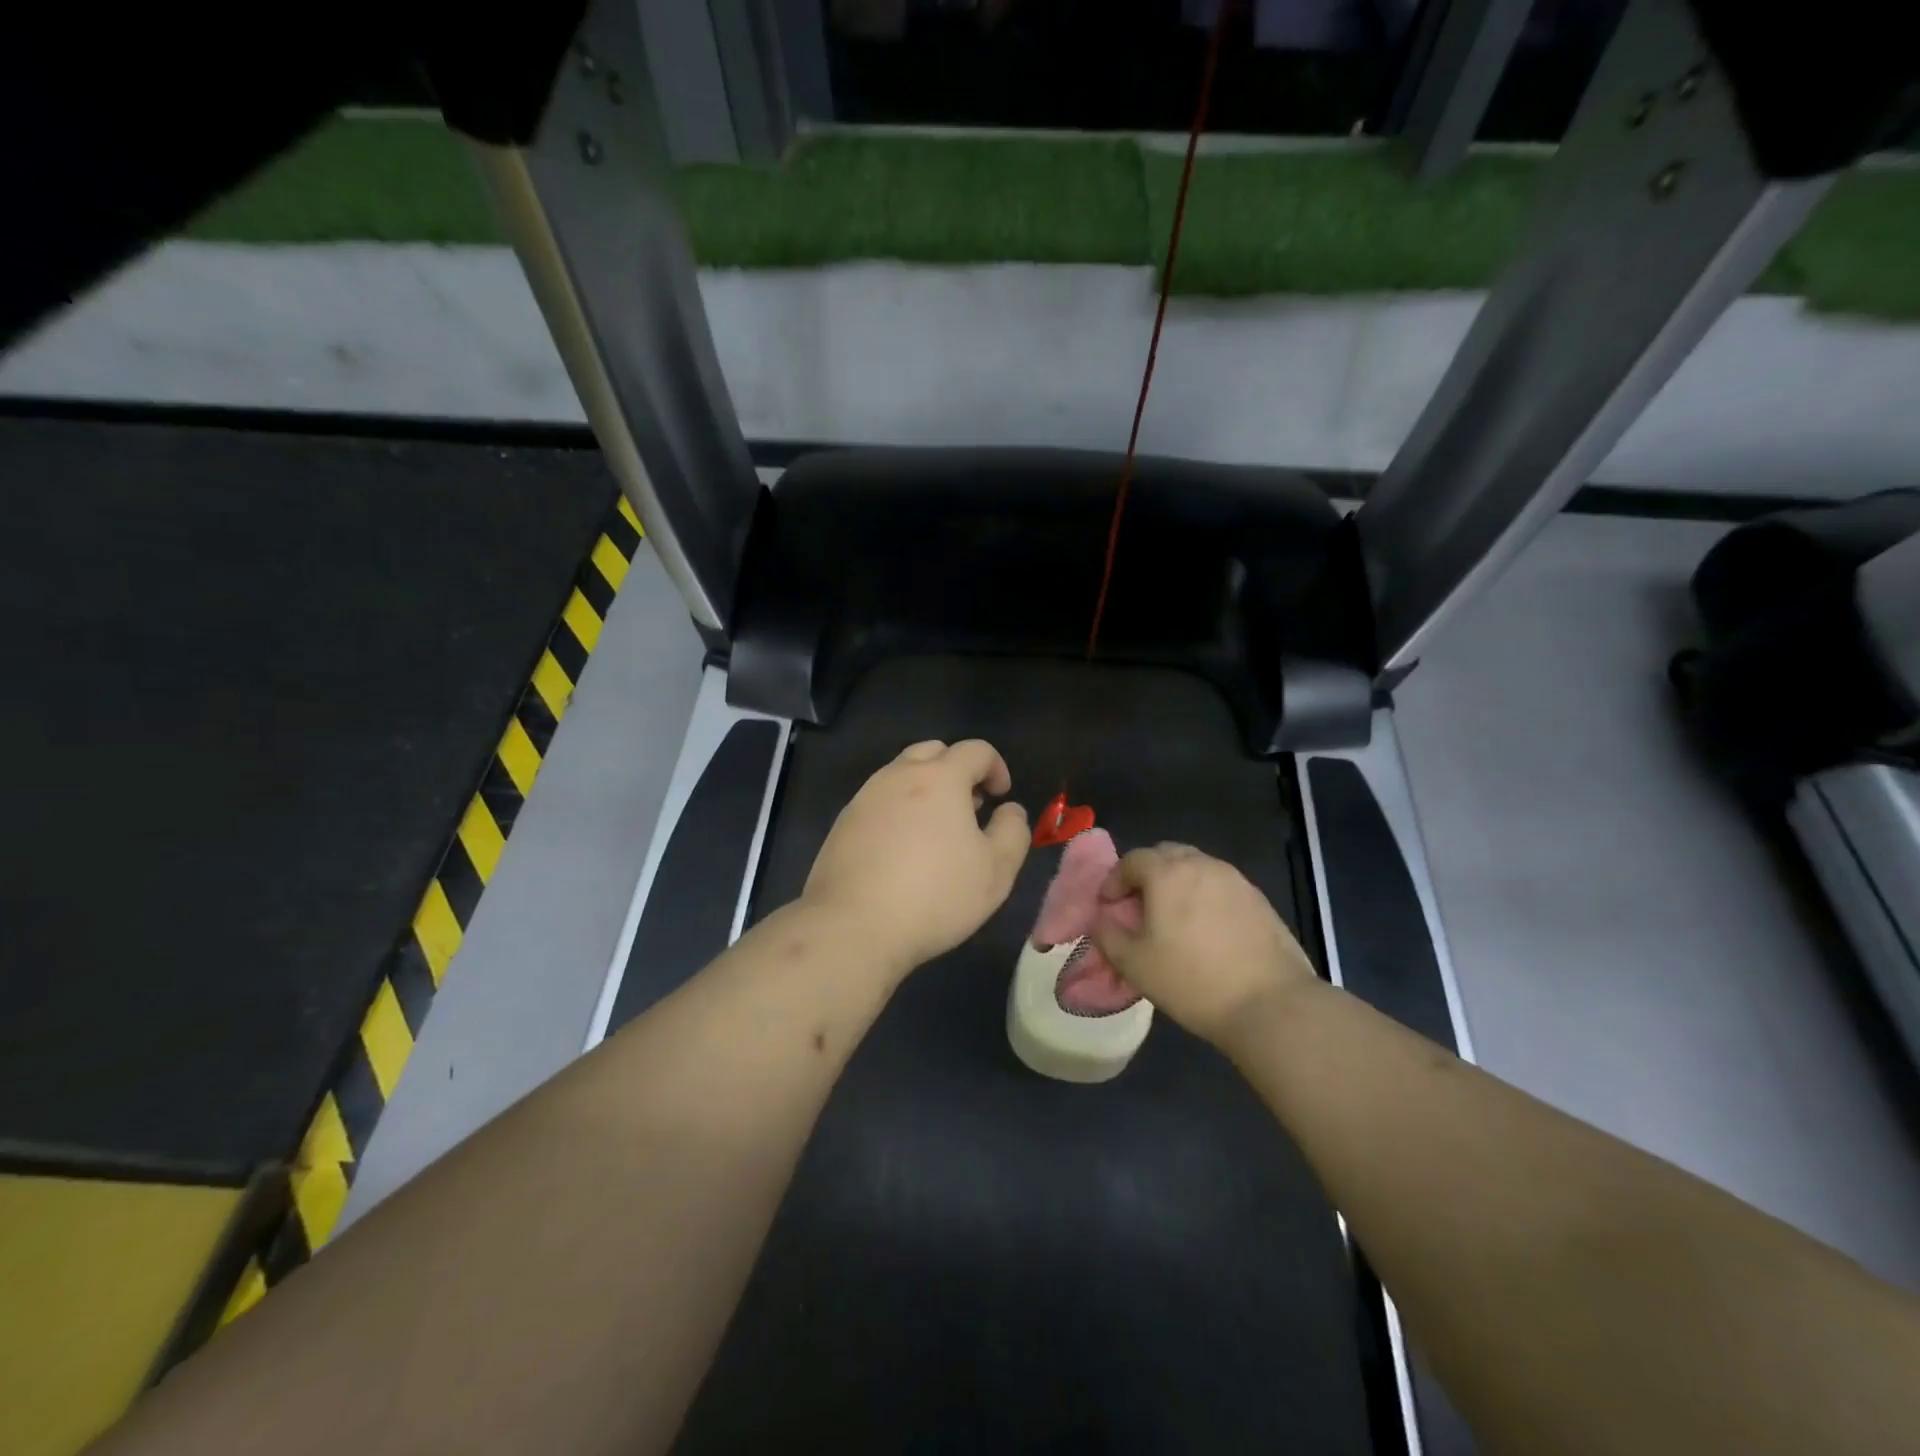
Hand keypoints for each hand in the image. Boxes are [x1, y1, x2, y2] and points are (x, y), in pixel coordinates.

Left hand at [803, 739, 1030, 978]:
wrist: (853, 926)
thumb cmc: (935, 895)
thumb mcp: (996, 870)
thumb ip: (1012, 831)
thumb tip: (1009, 810)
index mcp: (940, 777)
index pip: (976, 750)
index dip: (996, 767)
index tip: (1001, 797)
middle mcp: (898, 776)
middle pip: (933, 752)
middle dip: (957, 770)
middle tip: (969, 807)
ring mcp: (865, 797)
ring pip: (901, 775)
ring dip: (925, 790)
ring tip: (936, 831)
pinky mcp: (843, 823)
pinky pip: (878, 802)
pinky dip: (898, 811)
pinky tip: (902, 851)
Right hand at [1091, 844, 1319, 1046]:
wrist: (1270, 1004)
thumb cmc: (1192, 980)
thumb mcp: (1134, 964)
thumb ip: (1107, 935)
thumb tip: (1102, 920)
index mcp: (1167, 873)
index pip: (1132, 860)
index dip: (1114, 880)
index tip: (1109, 906)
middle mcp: (1201, 864)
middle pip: (1166, 854)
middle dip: (1146, 874)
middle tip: (1138, 906)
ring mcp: (1235, 880)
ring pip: (1196, 867)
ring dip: (1177, 883)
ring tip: (1172, 918)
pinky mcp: (1258, 900)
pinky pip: (1220, 885)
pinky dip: (1204, 896)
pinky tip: (1205, 931)